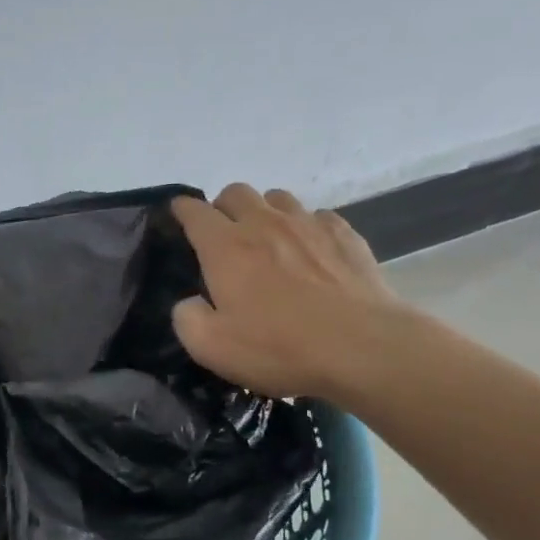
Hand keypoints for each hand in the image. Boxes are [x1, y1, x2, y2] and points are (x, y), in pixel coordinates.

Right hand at [170, 183, 412, 407]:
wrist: (361, 347)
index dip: (182, 210)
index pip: (194, 212)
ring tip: (268, 240)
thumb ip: (187, 318)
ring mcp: (308, 224)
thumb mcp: (211, 347)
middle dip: (222, 207)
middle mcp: (264, 223)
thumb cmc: (278, 347)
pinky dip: (306, 227)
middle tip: (223, 236)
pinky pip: (317, 216)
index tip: (177, 216)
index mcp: (225, 247)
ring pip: (277, 198)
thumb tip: (190, 302)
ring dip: (264, 212)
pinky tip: (310, 252)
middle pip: (236, 192)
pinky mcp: (345, 235)